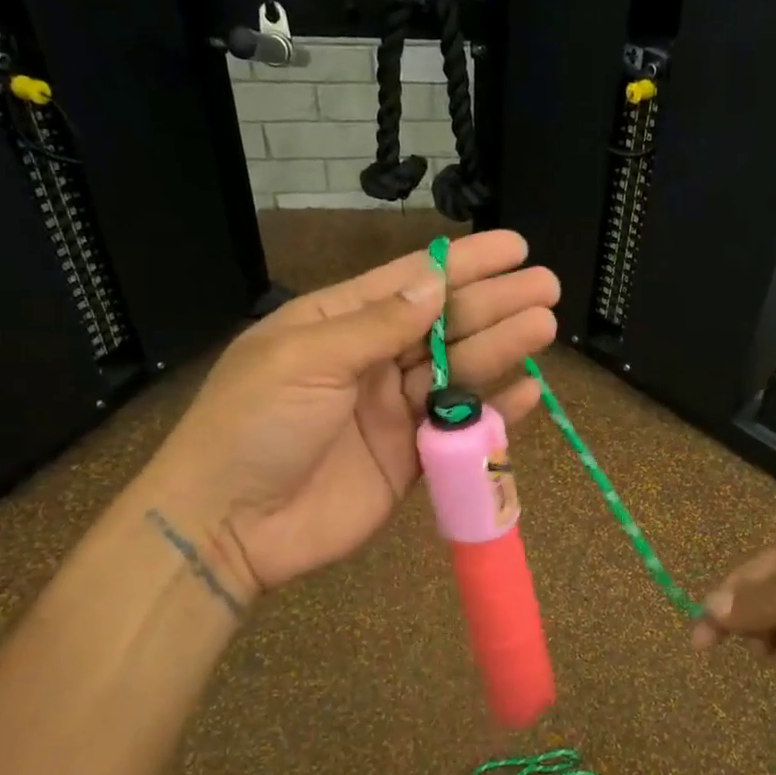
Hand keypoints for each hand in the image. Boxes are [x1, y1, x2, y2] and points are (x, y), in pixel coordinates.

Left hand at [134, 230, 558, 598]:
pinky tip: (528, 390)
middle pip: (444, 325)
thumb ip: (376, 324)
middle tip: (547, 286)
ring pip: (458, 372)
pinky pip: (459, 428)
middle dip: (495, 303)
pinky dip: (494, 412)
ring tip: (544, 326)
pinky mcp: (410, 459)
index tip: (514, 248)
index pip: (411, 283)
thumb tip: (435, 281)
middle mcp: (371, 361)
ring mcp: (393, 412)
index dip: (465, 264)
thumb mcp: (306, 359)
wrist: (228, 527)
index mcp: (337, 324)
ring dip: (501, 349)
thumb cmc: (254, 426)